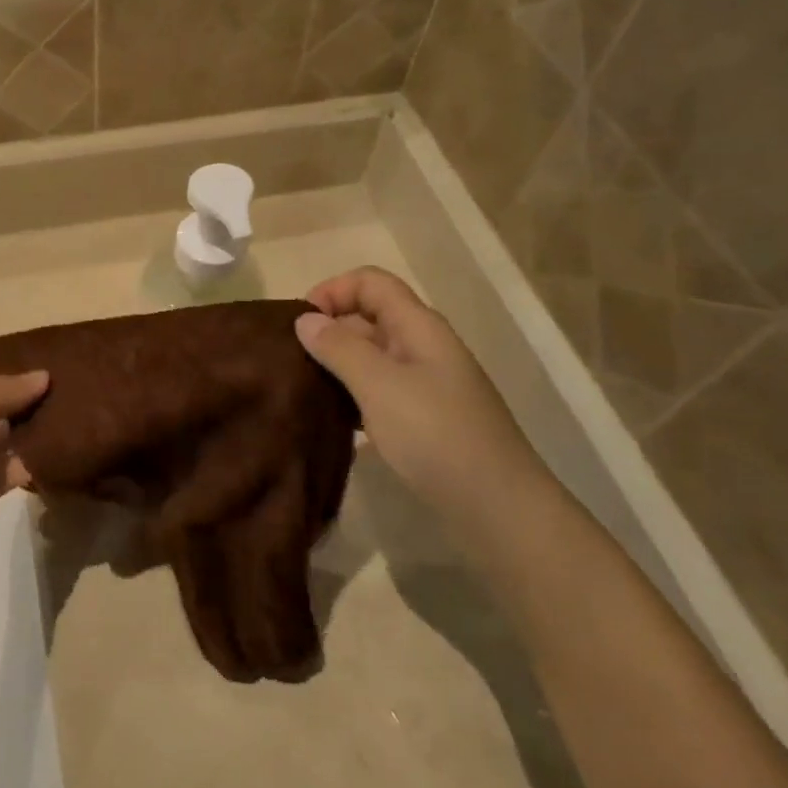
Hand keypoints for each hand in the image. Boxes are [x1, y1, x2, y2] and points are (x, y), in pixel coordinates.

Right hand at [295, 267, 553, 520]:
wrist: (496, 505)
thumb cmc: (436, 434)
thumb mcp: (379, 385)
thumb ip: (339, 348)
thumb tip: (305, 319)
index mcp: (418, 327)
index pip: (371, 283)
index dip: (333, 290)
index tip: (300, 322)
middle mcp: (423, 346)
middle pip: (369, 316)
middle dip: (328, 328)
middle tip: (290, 359)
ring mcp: (425, 383)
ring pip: (371, 356)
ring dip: (336, 363)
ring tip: (302, 386)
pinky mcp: (421, 417)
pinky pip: (378, 389)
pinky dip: (351, 394)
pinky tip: (330, 416)